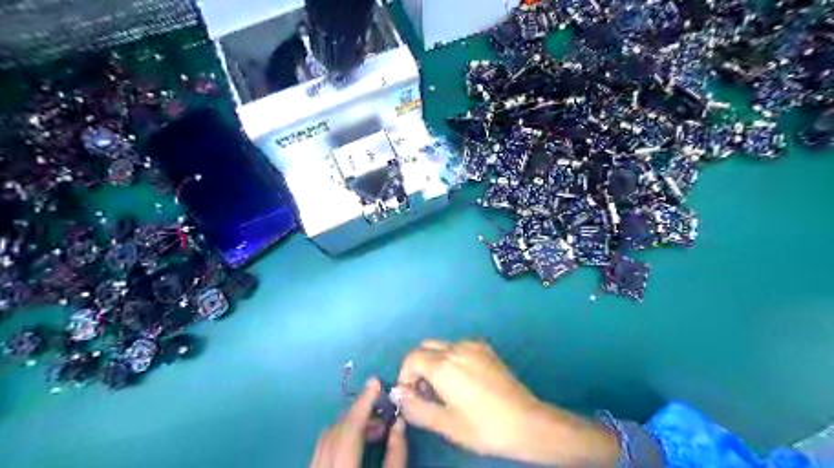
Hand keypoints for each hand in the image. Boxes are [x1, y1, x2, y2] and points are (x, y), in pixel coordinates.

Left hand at [308, 378, 407, 467]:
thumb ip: (396, 453)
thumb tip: (399, 422)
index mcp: (341, 467)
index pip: (350, 428)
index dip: (364, 403)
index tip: (376, 382)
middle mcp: (322, 465)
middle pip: (337, 429)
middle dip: (359, 414)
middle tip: (381, 410)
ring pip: (327, 437)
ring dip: (350, 425)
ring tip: (375, 427)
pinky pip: (323, 447)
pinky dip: (340, 437)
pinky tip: (358, 440)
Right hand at [396, 340, 618, 467]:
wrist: (526, 422)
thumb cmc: (483, 427)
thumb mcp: (445, 423)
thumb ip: (416, 406)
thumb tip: (397, 393)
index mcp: (443, 365)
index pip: (411, 358)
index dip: (405, 376)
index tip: (411, 396)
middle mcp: (456, 347)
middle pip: (424, 347)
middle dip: (417, 366)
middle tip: (424, 392)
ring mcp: (473, 345)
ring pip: (441, 346)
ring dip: (434, 362)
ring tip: (444, 389)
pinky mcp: (485, 348)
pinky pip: (458, 347)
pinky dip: (450, 358)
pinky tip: (462, 380)